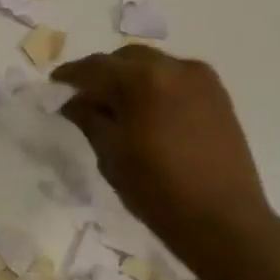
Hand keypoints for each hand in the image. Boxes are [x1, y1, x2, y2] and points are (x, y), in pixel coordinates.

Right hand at [52, 45, 273, 242]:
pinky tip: (147, 110)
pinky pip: (176, 77)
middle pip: (126, 58)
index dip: (71, 75)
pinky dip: (156, 85)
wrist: (223, 221)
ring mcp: (200, 79)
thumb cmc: (158, 191)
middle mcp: (173, 68)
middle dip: (103, 73)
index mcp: (142, 81)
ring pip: (153, 64)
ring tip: (117, 104)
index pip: (95, 67)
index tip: (56, 84)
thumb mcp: (111, 156)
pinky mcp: (218, 94)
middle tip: (85, 96)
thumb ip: (89, 119)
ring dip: (130, 77)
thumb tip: (74, 102)